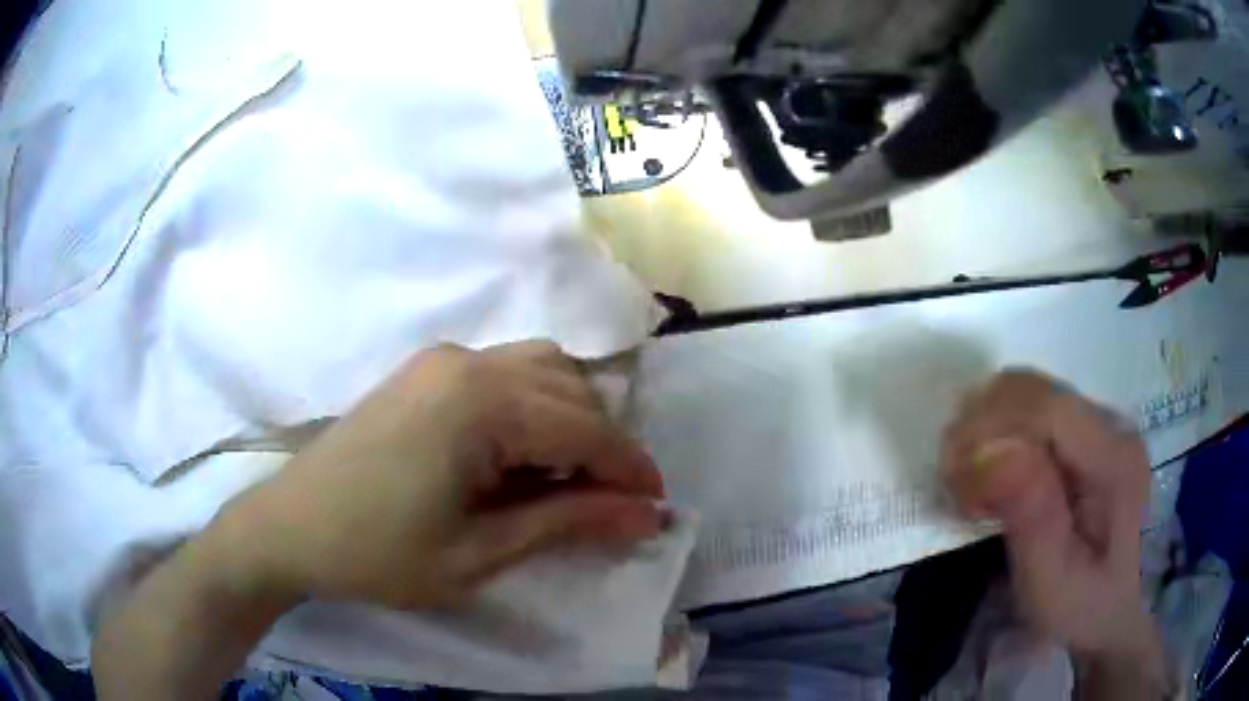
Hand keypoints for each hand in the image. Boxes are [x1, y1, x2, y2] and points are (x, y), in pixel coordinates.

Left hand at [225, 341, 666, 609]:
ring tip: (567, 479)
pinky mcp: (425, 368)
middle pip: (571, 391)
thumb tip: (646, 513)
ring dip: (571, 418)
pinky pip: (505, 371)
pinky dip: (534, 405)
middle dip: (604, 447)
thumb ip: (567, 523)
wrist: (290, 527)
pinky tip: (519, 453)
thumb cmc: (379, 553)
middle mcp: (469, 361)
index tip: (656, 506)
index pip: (587, 429)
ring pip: (542, 369)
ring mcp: (443, 358)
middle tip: (611, 506)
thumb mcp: (479, 554)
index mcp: (482, 404)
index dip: (630, 469)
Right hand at [942, 370, 1155, 658]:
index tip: (952, 475)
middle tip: (953, 482)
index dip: (991, 426)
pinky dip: (1001, 433)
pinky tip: (992, 473)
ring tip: (968, 480)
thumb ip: (1032, 517)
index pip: (1047, 407)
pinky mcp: (1090, 437)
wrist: (1116, 614)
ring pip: (1032, 394)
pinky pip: (1036, 413)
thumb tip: (992, 451)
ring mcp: (1103, 426)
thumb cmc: (1084, 608)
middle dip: (983, 424)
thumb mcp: (1054, 583)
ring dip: (989, 427)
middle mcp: (1112, 425)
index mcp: (1114, 459)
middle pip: (1037, 390)